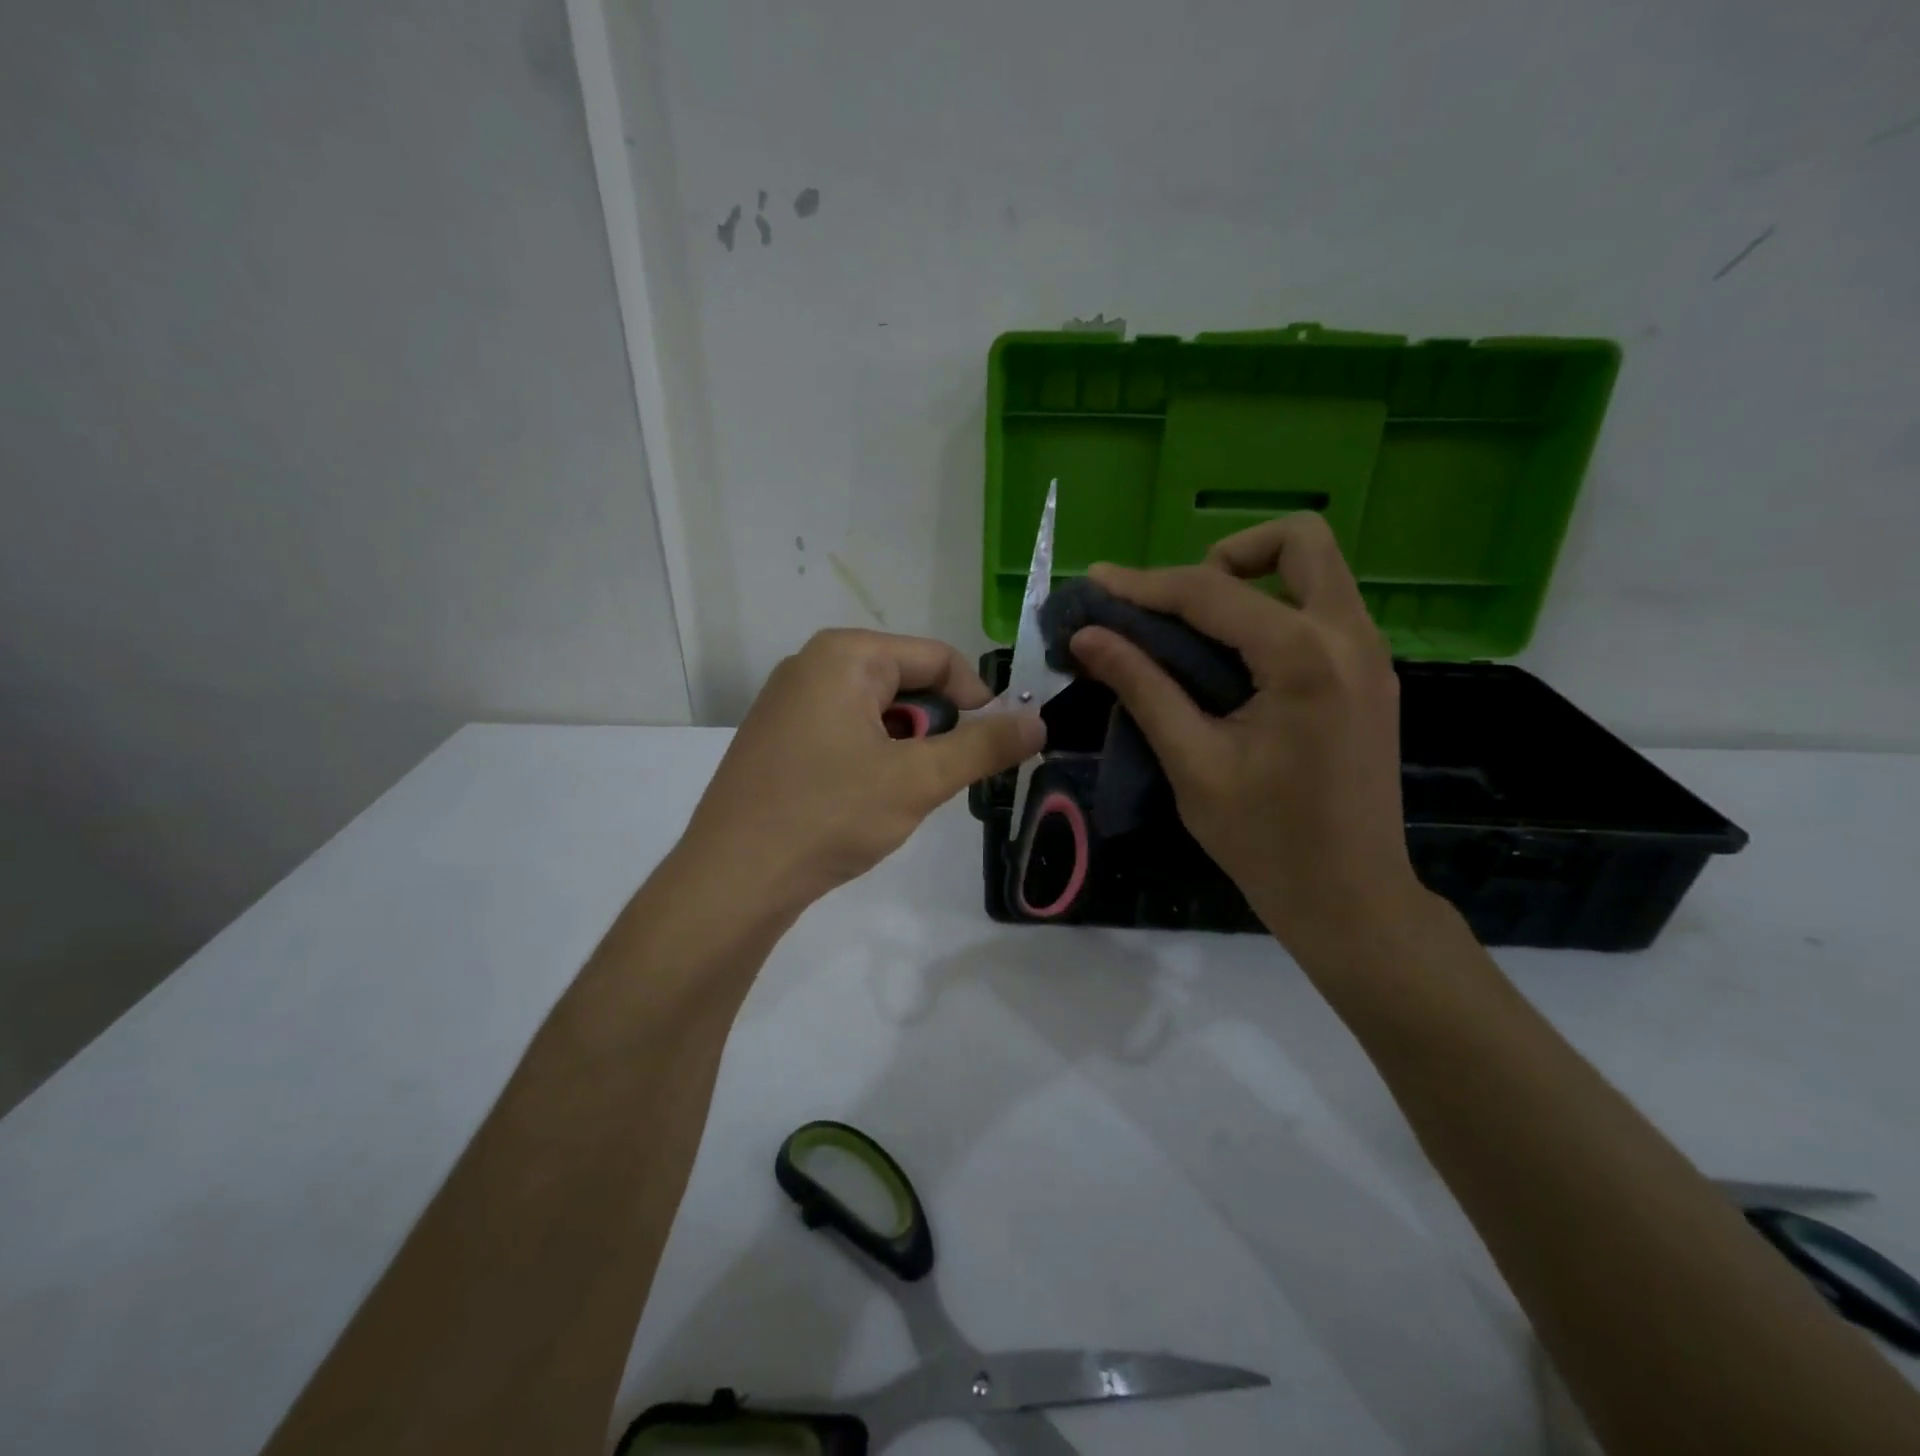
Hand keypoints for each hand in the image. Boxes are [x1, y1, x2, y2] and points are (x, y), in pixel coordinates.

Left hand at [678, 629, 1043, 914]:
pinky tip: (862, 797)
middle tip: (938, 777)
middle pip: (906, 680)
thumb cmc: (829, 814)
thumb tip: (1039, 722)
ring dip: (904, 745)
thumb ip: (984, 747)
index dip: (977, 699)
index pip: (938, 658)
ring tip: (899, 792)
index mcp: (846, 654)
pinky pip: (844, 727)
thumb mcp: (918, 780)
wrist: (734, 876)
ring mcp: (788, 699)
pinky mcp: (776, 734)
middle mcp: (812, 663)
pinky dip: (870, 754)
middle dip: (934, 726)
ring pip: (876, 708)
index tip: (995, 744)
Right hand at [1067, 515, 1421, 952]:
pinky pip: (1322, 611)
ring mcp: (1371, 656)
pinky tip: (1234, 663)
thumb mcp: (1192, 763)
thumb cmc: (1266, 841)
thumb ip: (1142, 687)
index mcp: (1305, 659)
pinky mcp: (1371, 677)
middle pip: (1299, 541)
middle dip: (1229, 556)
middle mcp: (1351, 638)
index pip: (1212, 593)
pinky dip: (1273, 612)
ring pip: (1317, 572)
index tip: (1097, 582)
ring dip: (1253, 581)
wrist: (1351, 898)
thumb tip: (1088, 637)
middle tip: (1180, 605)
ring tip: (1197, 633)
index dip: (1146, 584)